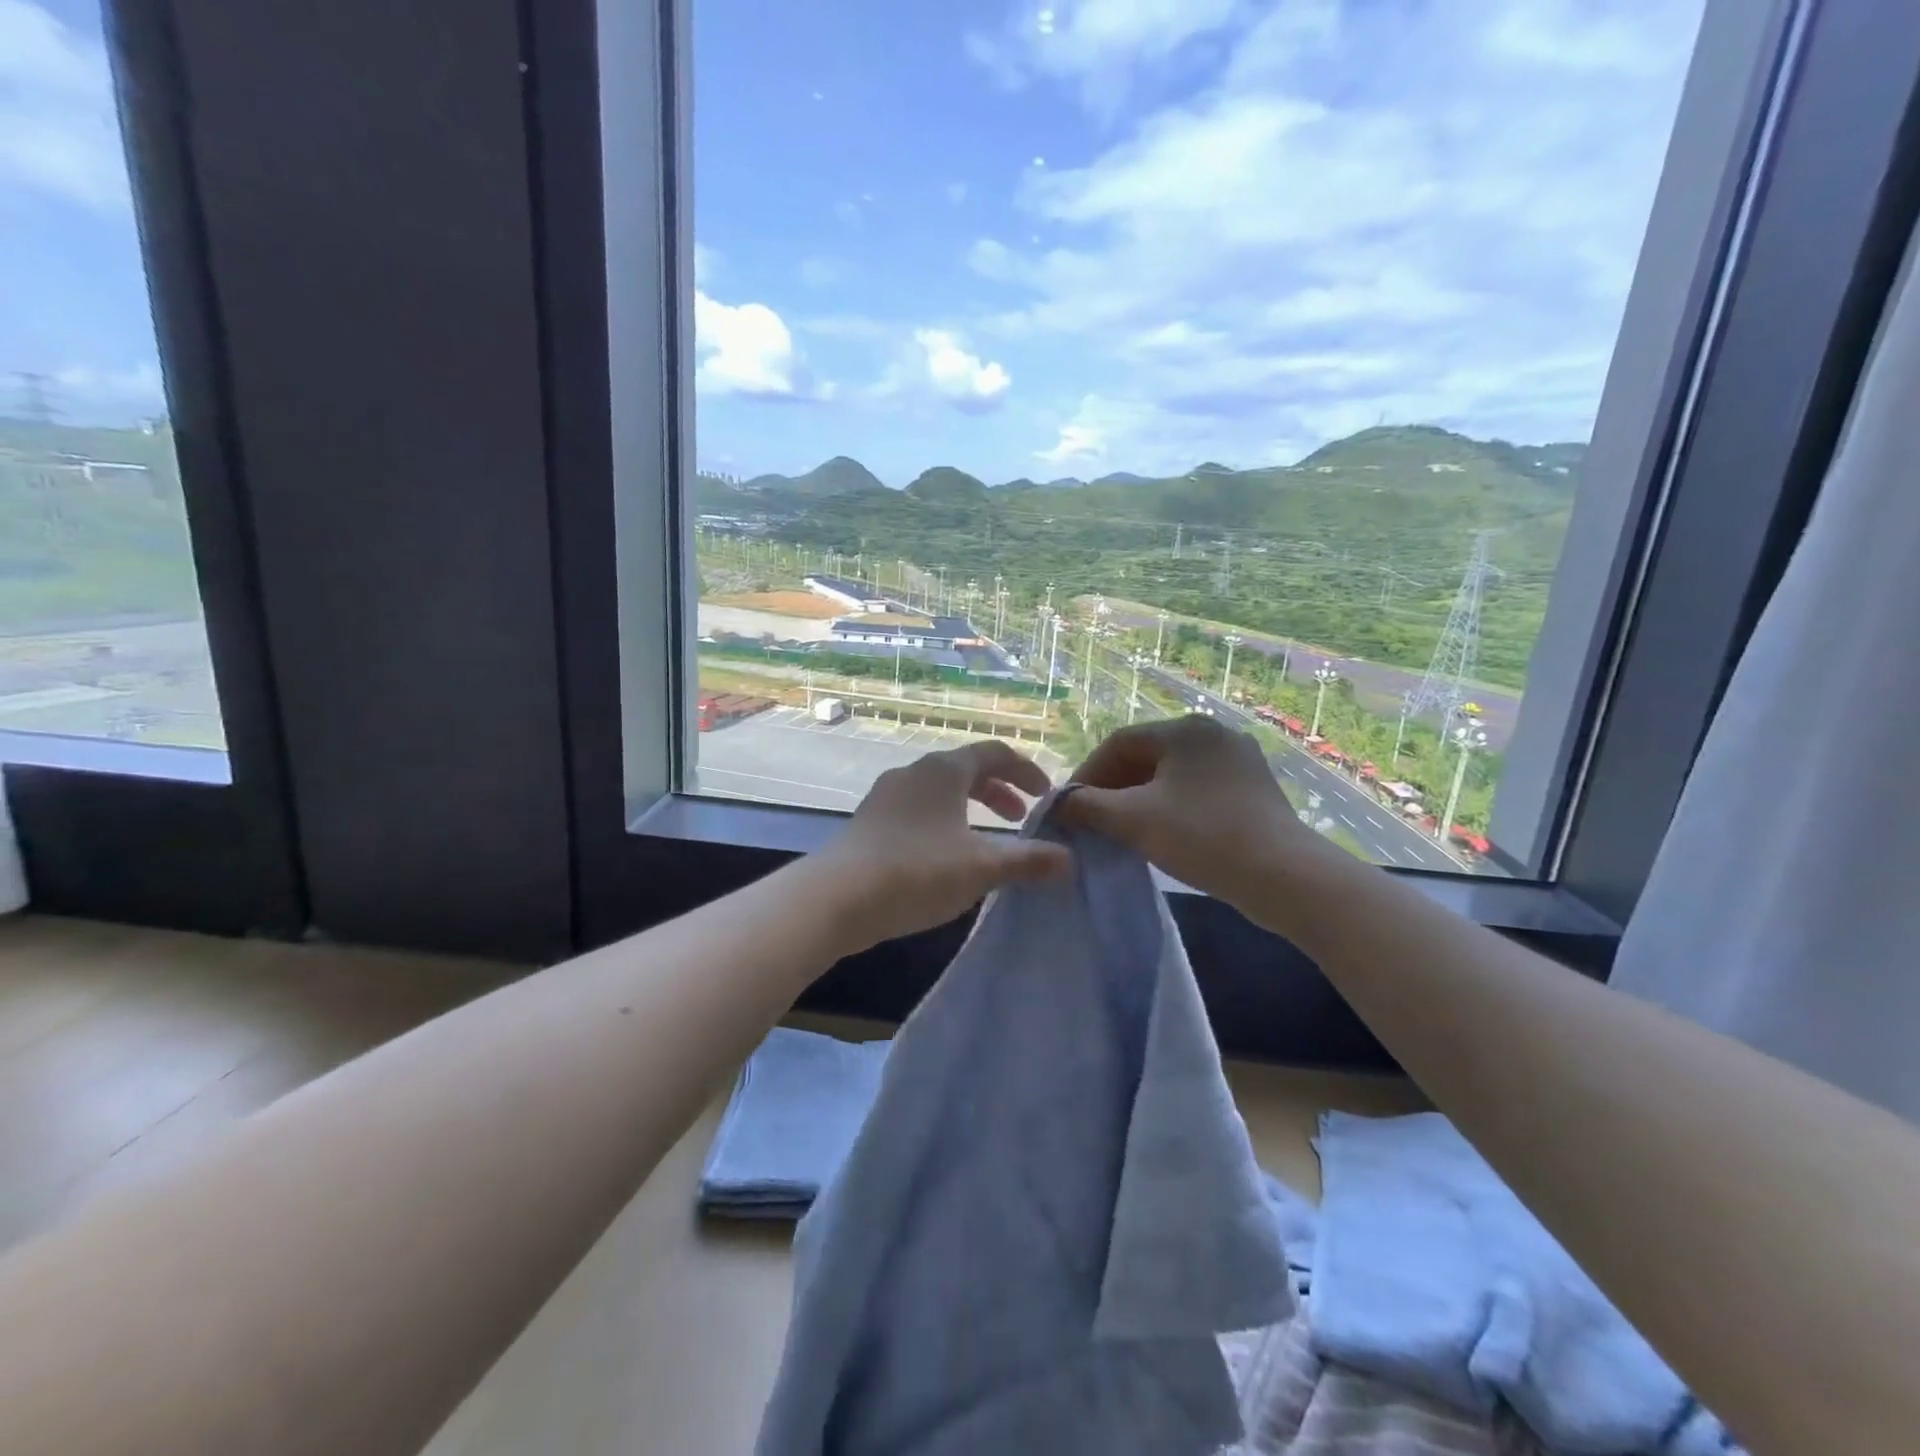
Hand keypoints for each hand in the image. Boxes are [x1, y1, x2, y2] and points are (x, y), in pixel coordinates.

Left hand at [813, 740, 1072, 951]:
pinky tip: (945, 858)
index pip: (994, 753)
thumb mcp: (982, 868)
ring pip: (939, 792)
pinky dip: (943, 823)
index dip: (1026, 770)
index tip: (1045, 795)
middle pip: (966, 770)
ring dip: (969, 809)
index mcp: (944, 770)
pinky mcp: (869, 822)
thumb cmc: (918, 871)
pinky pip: (917, 811)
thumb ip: (1028, 862)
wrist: (836, 897)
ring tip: (985, 840)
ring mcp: (886, 796)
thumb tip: (1069, 861)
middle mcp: (914, 773)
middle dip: (998, 792)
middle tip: (1019, 820)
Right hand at [1058, 716, 1318, 910]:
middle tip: (1093, 820)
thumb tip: (1058, 802)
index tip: (1070, 806)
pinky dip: (1170, 807)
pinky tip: (1162, 835)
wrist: (1285, 877)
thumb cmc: (1202, 837)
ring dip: (1139, 799)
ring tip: (1122, 830)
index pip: (1119, 743)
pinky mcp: (1253, 790)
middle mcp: (1213, 734)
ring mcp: (1238, 761)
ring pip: (1172, 776)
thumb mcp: (1132, 820)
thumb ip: (1087, 806)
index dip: (1088, 774)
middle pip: (1146, 756)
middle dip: (1113, 787)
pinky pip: (1196, 791)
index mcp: (1184, 729)